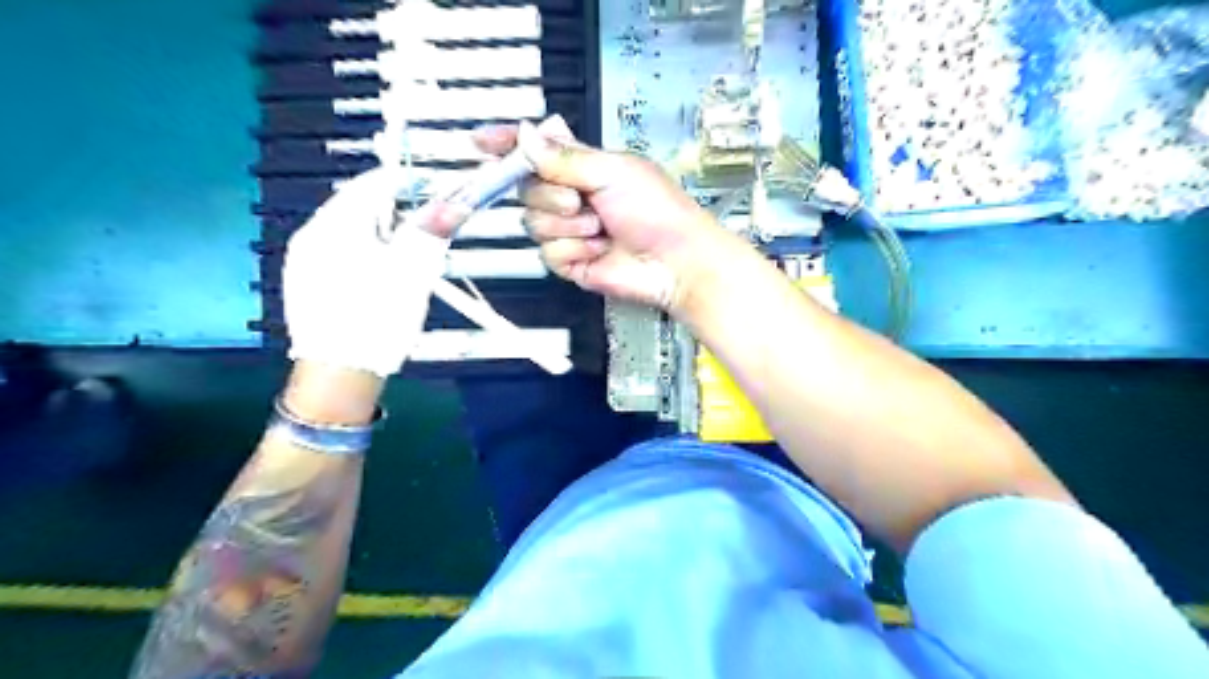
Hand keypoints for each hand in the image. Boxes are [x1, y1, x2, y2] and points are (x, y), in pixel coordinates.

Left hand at [284, 164, 472, 376]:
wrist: (340, 374)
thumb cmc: (377, 319)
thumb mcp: (412, 272)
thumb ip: (431, 232)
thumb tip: (455, 202)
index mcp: (333, 226)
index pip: (372, 184)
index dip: (408, 180)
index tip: (435, 189)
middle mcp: (311, 235)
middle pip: (358, 205)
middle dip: (395, 209)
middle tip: (427, 224)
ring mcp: (303, 261)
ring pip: (349, 229)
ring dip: (381, 231)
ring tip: (408, 252)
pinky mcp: (306, 283)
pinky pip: (339, 252)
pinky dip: (365, 251)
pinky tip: (381, 274)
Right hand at [475, 117, 720, 311]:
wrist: (674, 261)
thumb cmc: (659, 212)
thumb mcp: (613, 172)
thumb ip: (564, 157)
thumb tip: (525, 136)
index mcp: (582, 166)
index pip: (534, 150)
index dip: (506, 145)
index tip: (482, 142)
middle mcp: (570, 196)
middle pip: (524, 189)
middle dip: (550, 195)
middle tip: (580, 199)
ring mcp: (569, 230)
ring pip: (533, 223)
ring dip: (568, 225)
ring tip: (600, 227)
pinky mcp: (570, 260)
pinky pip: (548, 253)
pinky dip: (575, 249)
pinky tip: (599, 248)